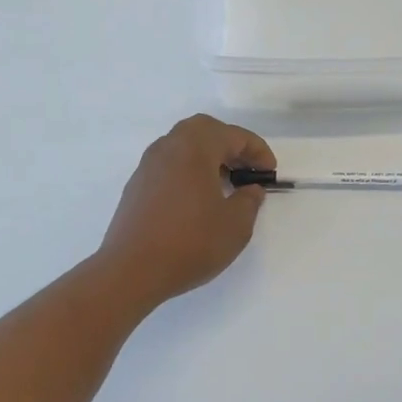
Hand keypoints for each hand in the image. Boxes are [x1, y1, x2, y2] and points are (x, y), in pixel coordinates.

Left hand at [98, 114, 275, 305]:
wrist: (131, 271)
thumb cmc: (190, 243)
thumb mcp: (235, 225)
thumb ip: (249, 201)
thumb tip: (250, 190)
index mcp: (194, 148)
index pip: (233, 135)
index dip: (257, 151)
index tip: (269, 173)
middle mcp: (168, 147)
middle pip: (204, 130)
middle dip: (229, 145)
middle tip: (247, 169)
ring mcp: (148, 166)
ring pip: (183, 146)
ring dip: (208, 157)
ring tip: (225, 184)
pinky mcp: (136, 187)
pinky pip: (169, 165)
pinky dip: (189, 171)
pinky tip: (198, 199)